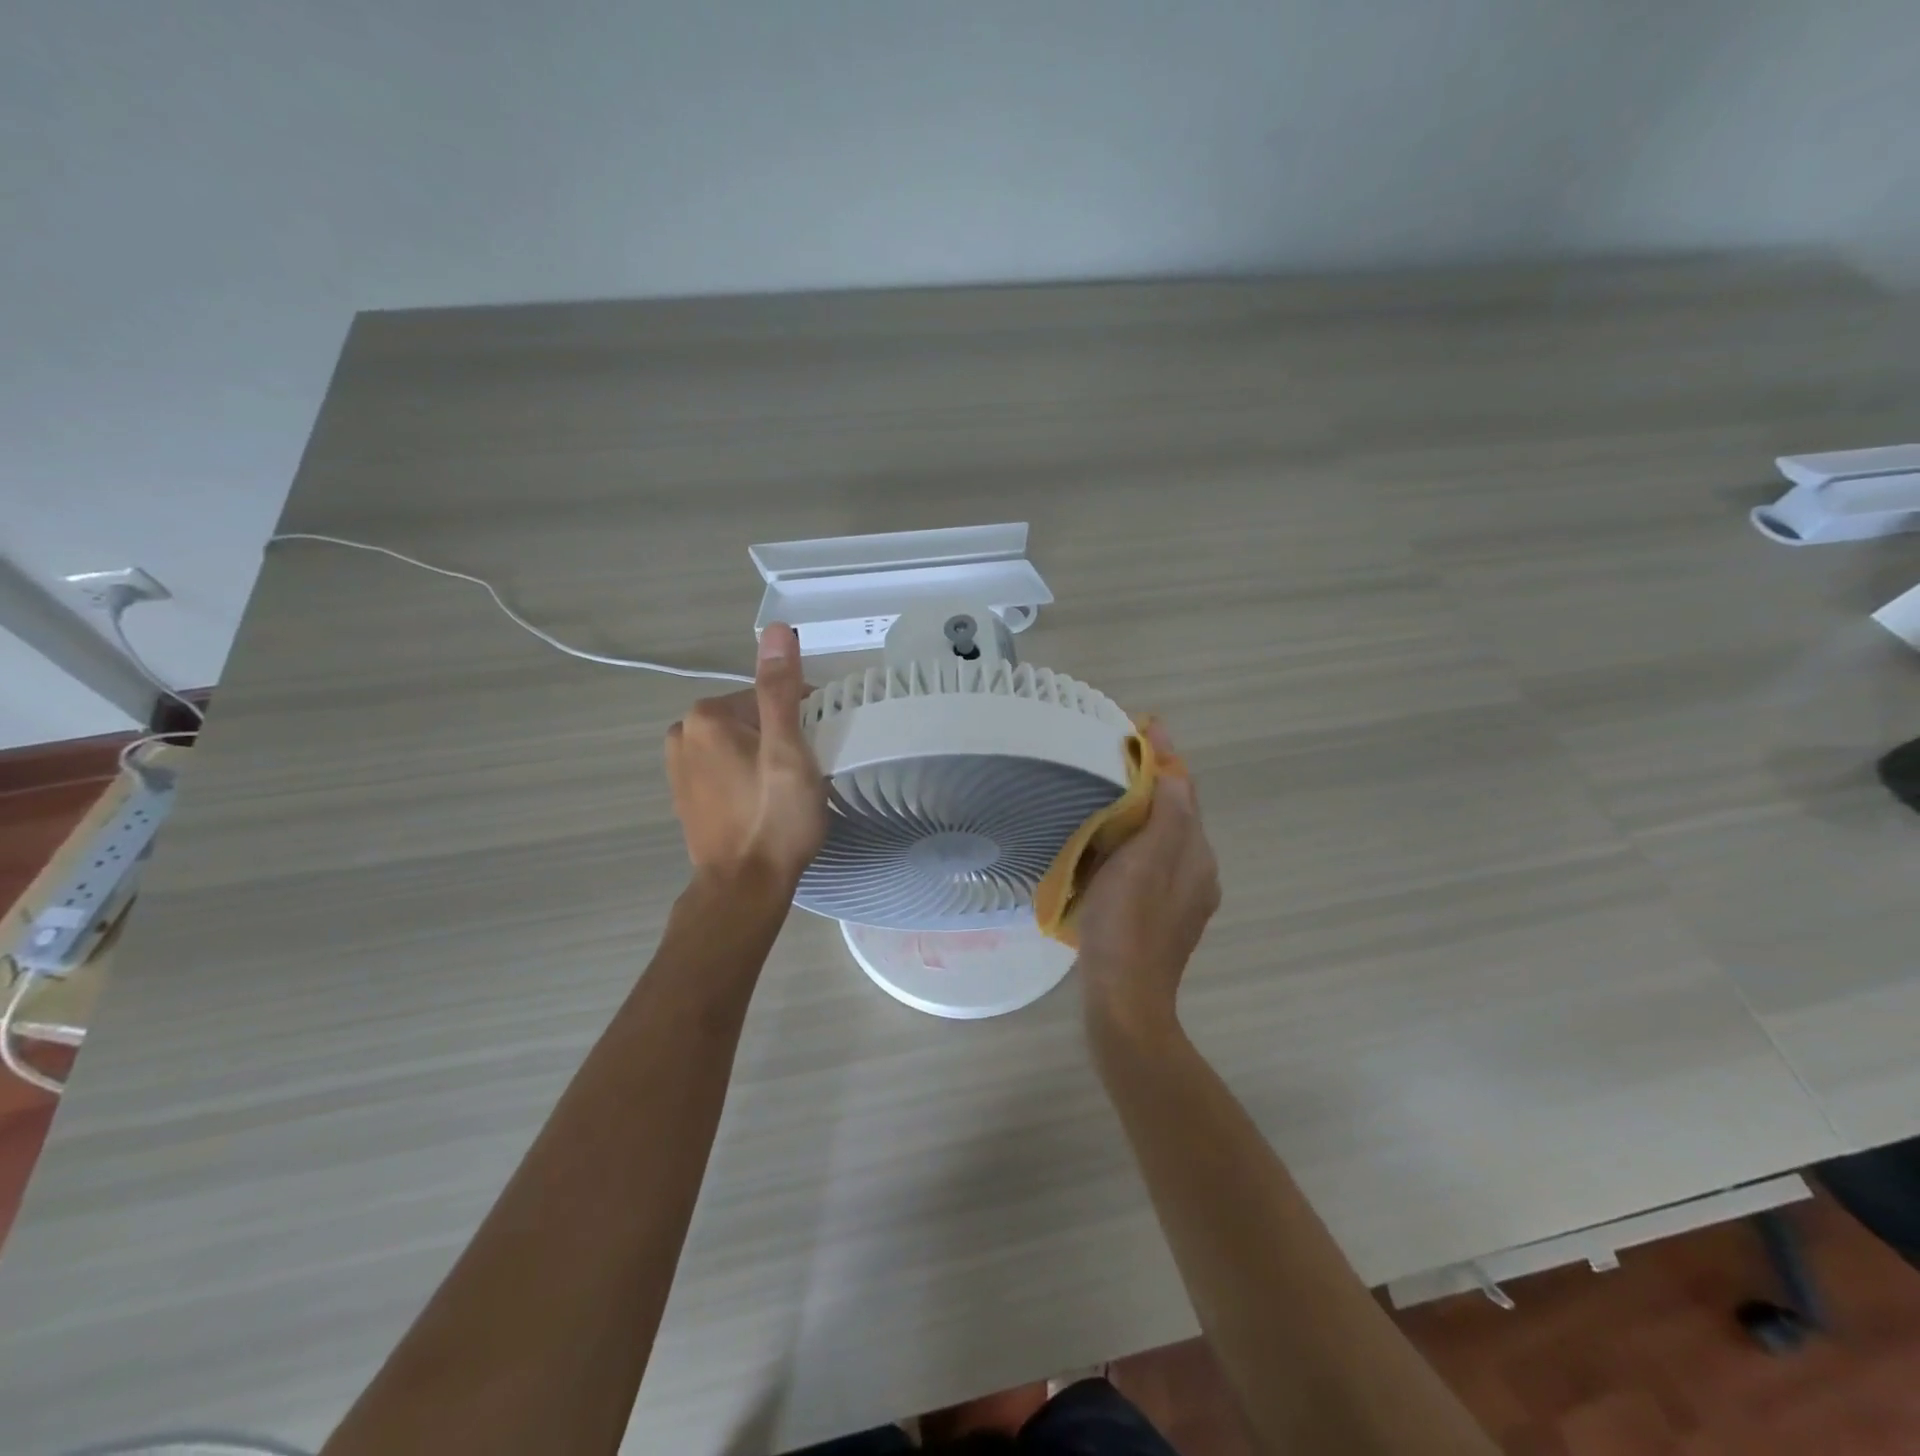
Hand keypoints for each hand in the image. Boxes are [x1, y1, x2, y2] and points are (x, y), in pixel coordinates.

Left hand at [665, 623, 827, 892]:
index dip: (802, 718)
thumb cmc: (774, 817)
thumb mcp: (788, 750)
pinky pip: (725, 770)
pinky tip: (763, 805)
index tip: (821, 748)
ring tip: (787, 793)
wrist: (744, 888)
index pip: (769, 696)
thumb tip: (776, 629)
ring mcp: (679, 768)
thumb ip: (781, 689)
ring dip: (764, 758)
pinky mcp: (684, 796)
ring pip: (739, 745)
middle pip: (752, 719)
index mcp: (707, 716)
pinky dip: (746, 778)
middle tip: (805, 775)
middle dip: (781, 738)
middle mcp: (683, 734)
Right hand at [1074, 721, 1219, 1034]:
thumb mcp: (1144, 862)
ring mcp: (1182, 897)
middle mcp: (1198, 871)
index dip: (1166, 755)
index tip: (1143, 724)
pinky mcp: (1163, 915)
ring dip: (1145, 807)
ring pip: (1166, 836)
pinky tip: (1111, 843)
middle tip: (1119, 754)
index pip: (1184, 790)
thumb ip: (1166, 814)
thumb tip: (1172, 772)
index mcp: (1196, 853)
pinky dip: (1137, 838)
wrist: (1125, 999)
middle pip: (1178, 811)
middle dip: (1155, 778)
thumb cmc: (1127, 925)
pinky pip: (1153, 860)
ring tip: (1110, 789)